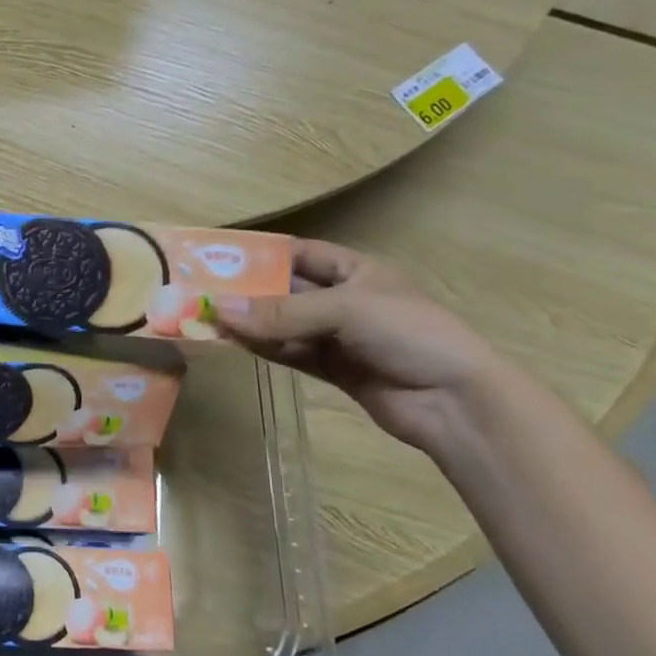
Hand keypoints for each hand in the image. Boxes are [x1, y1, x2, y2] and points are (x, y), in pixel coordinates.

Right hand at [215, 240, 502, 453]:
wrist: (455, 402)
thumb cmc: (409, 334)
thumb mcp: (345, 310)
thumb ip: (281, 312)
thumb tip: (217, 308)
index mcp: (356, 271)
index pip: (300, 253)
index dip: (262, 254)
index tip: (218, 257)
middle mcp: (343, 299)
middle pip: (285, 290)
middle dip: (247, 292)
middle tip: (201, 291)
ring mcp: (337, 336)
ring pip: (283, 324)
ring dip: (250, 323)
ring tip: (206, 318)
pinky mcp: (333, 368)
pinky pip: (289, 352)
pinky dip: (263, 348)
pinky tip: (233, 343)